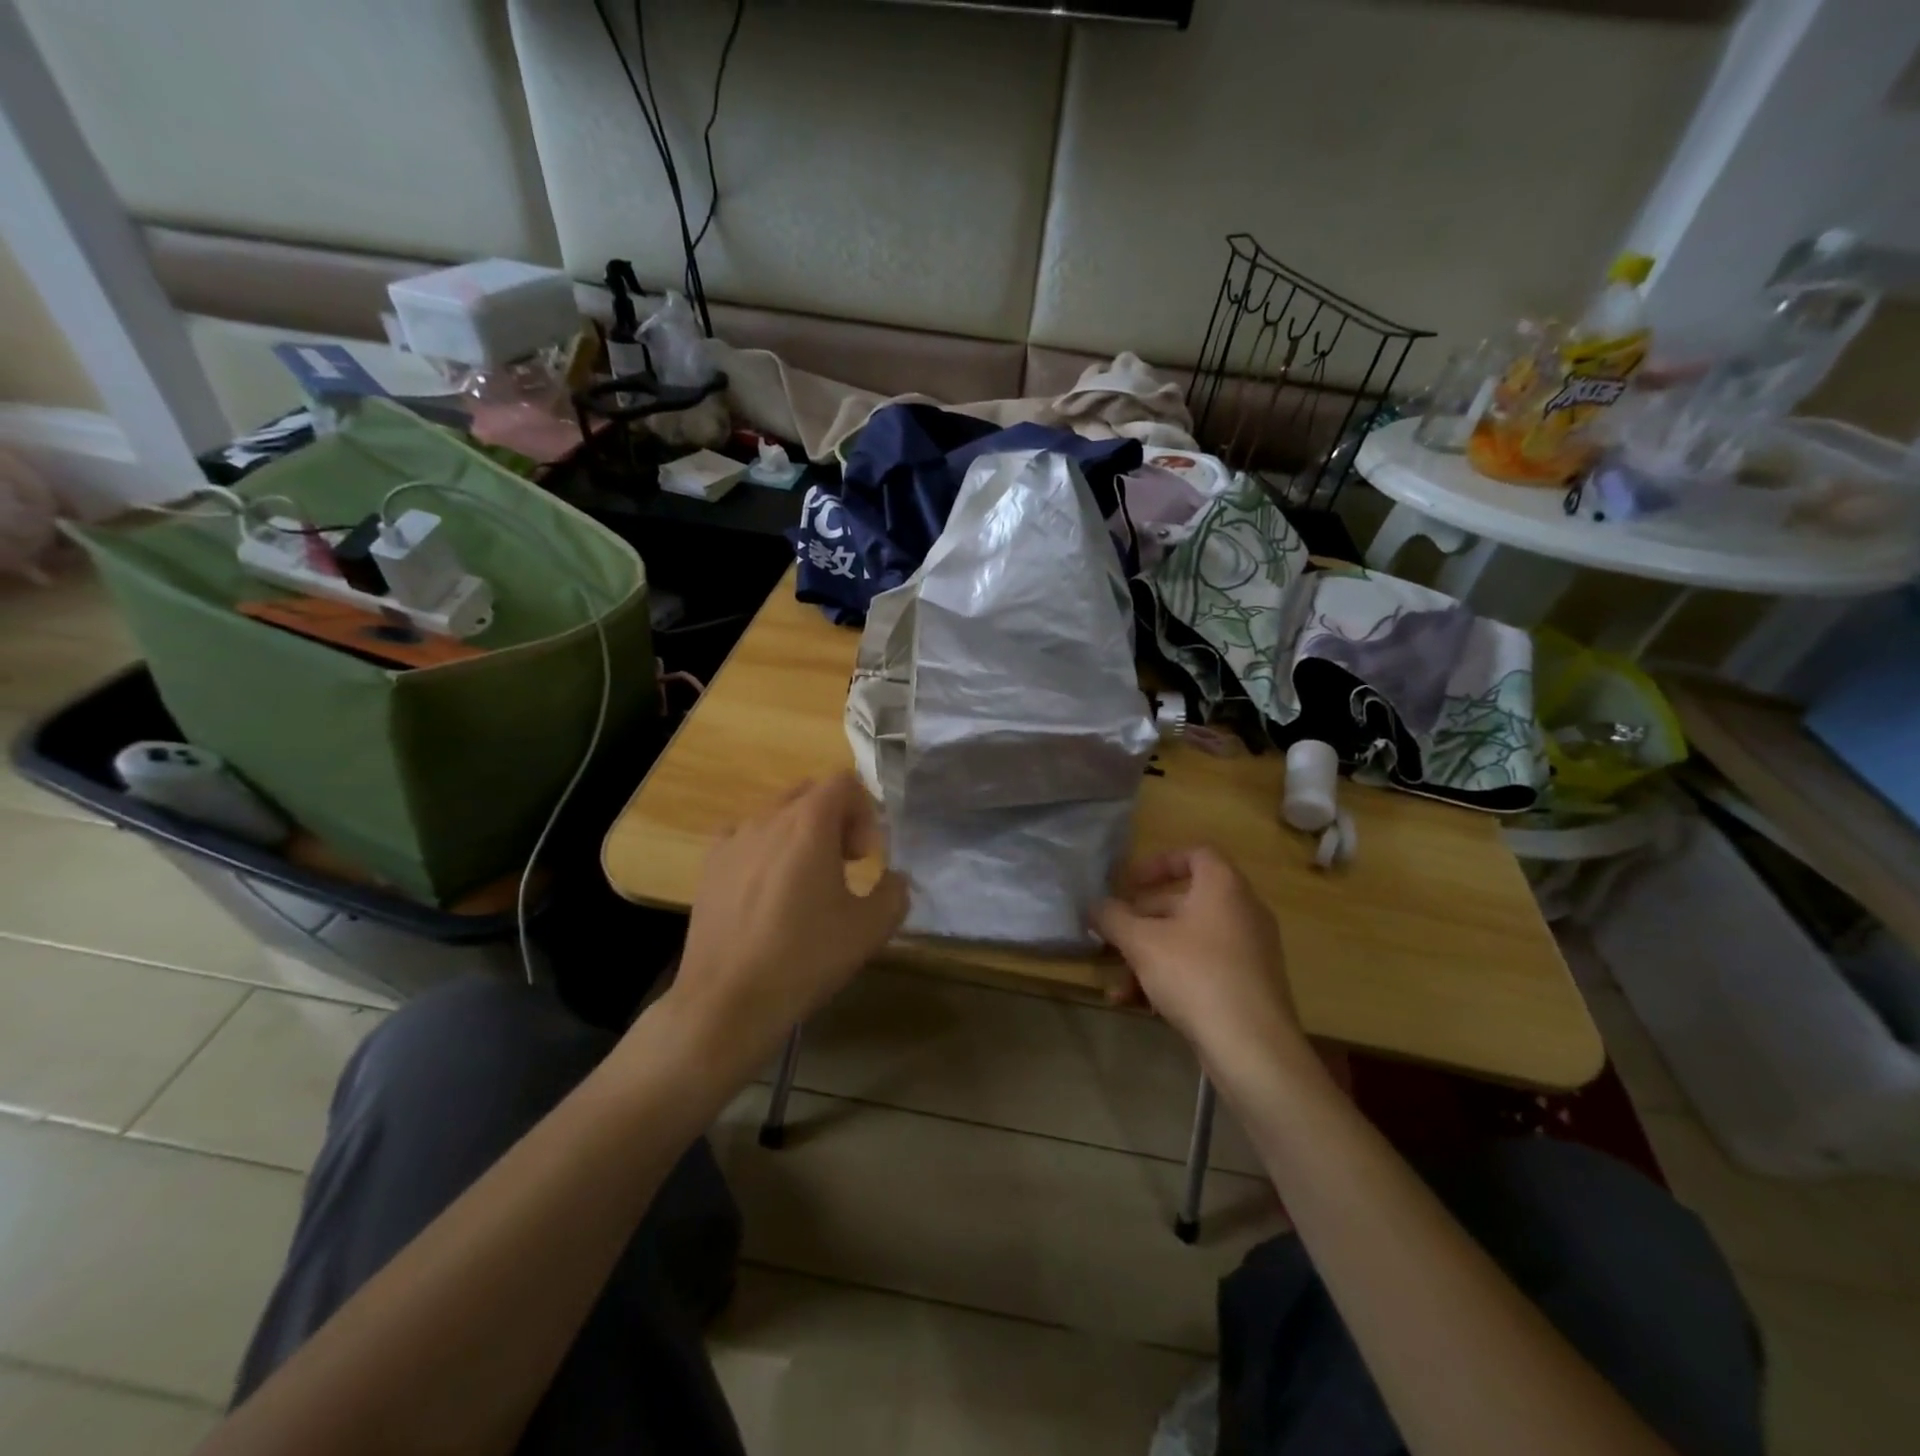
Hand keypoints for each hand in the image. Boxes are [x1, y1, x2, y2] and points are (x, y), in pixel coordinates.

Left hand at [659, 775, 908, 1078]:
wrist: (729, 1000)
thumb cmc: (805, 958)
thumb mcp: (870, 929)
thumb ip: (895, 892)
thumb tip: (895, 878)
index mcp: (809, 823)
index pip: (844, 781)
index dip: (864, 812)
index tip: (865, 857)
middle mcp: (768, 819)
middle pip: (810, 792)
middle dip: (835, 819)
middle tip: (845, 864)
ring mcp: (733, 839)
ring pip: (777, 814)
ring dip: (801, 833)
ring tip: (806, 881)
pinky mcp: (710, 865)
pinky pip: (746, 837)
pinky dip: (765, 849)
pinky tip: (767, 891)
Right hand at [1092, 847, 1308, 1083]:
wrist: (1253, 1048)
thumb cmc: (1196, 976)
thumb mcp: (1141, 943)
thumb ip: (1113, 918)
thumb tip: (1095, 906)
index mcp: (1223, 887)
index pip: (1194, 854)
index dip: (1158, 864)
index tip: (1129, 884)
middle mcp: (1242, 911)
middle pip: (1184, 902)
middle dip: (1142, 921)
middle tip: (1113, 937)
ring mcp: (1250, 950)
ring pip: (1188, 941)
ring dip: (1149, 957)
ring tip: (1119, 985)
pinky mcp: (1249, 985)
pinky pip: (1203, 968)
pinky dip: (1172, 978)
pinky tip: (1140, 1005)